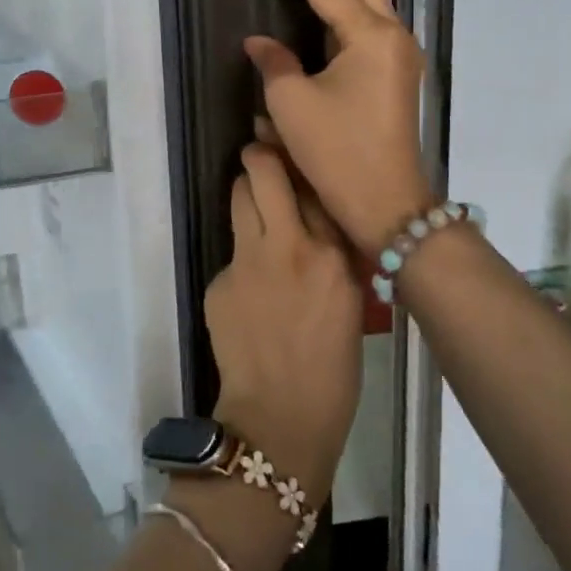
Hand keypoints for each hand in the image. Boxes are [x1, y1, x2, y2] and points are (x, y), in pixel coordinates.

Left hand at [204, 143, 362, 505]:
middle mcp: (289, 245)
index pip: (315, 185)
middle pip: (264, 171)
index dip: (303, 163)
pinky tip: (251, 289)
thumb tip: (319, 219)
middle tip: (263, 159)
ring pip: (240, 196)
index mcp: (332, 255)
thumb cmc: (331, 369)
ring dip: (247, 193)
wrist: (280, 419)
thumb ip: (334, 254)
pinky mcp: (220, 280)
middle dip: (261, 156)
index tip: (297, 150)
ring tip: (256, 206)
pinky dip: (242, 256)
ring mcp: (248, 261)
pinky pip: (232, 250)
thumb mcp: (350, 301)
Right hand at [245, 0, 433, 252]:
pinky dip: (348, 1)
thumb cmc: (338, 153)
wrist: (387, 205)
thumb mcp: (293, 105)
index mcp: (372, 35)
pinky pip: (367, 22)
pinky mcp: (392, 74)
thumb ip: (274, 62)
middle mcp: (392, 35)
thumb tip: (261, 42)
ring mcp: (398, 54)